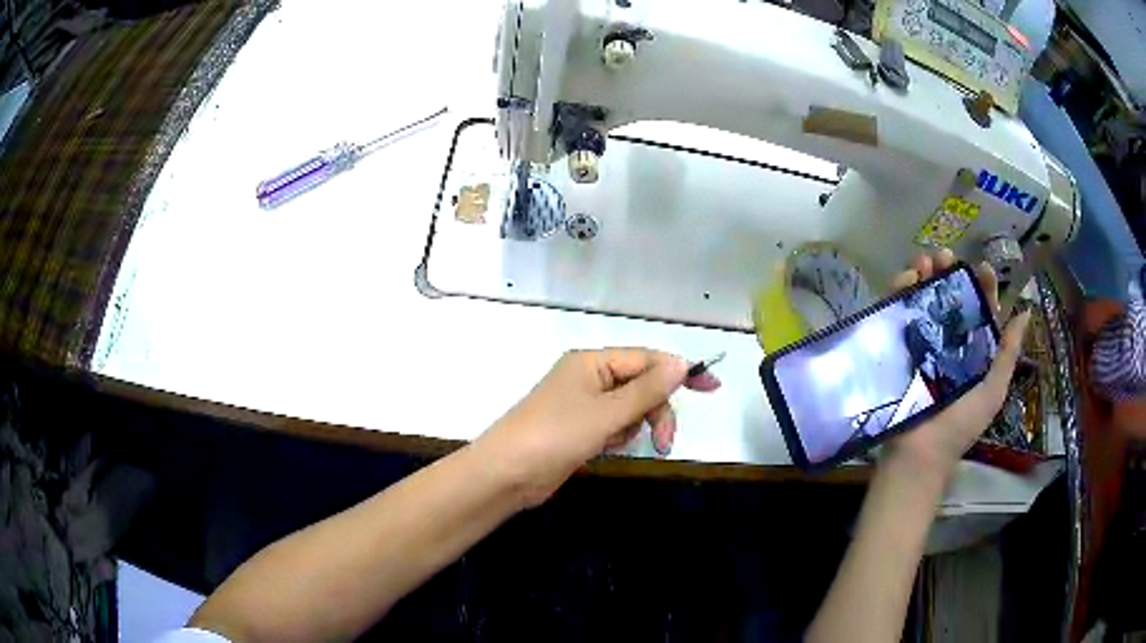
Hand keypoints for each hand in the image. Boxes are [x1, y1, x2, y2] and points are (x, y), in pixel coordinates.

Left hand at [475, 349, 720, 507]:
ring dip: (633, 426)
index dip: (679, 371)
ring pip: (629, 409)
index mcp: (592, 362)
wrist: (507, 474)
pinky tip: (603, 450)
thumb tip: (682, 362)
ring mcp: (581, 404)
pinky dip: (616, 437)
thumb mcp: (607, 412)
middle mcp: (588, 377)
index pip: (647, 359)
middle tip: (665, 441)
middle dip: (655, 411)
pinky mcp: (578, 429)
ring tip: (614, 444)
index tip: (712, 388)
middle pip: (641, 385)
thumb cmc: (556, 436)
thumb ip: (648, 389)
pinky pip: (612, 426)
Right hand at [883, 249, 1031, 483]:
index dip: (983, 287)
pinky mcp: (898, 346)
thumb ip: (1008, 353)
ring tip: (924, 262)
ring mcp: (922, 343)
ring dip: (924, 275)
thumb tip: (1025, 312)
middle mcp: (949, 341)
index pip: (981, 310)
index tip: (982, 267)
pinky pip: (899, 311)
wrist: (920, 453)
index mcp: (974, 350)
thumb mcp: (993, 390)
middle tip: (944, 257)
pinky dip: (900, 290)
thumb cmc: (961, 425)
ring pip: (924, 299)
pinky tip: (906, 279)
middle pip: (950, 298)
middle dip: (948, 273)